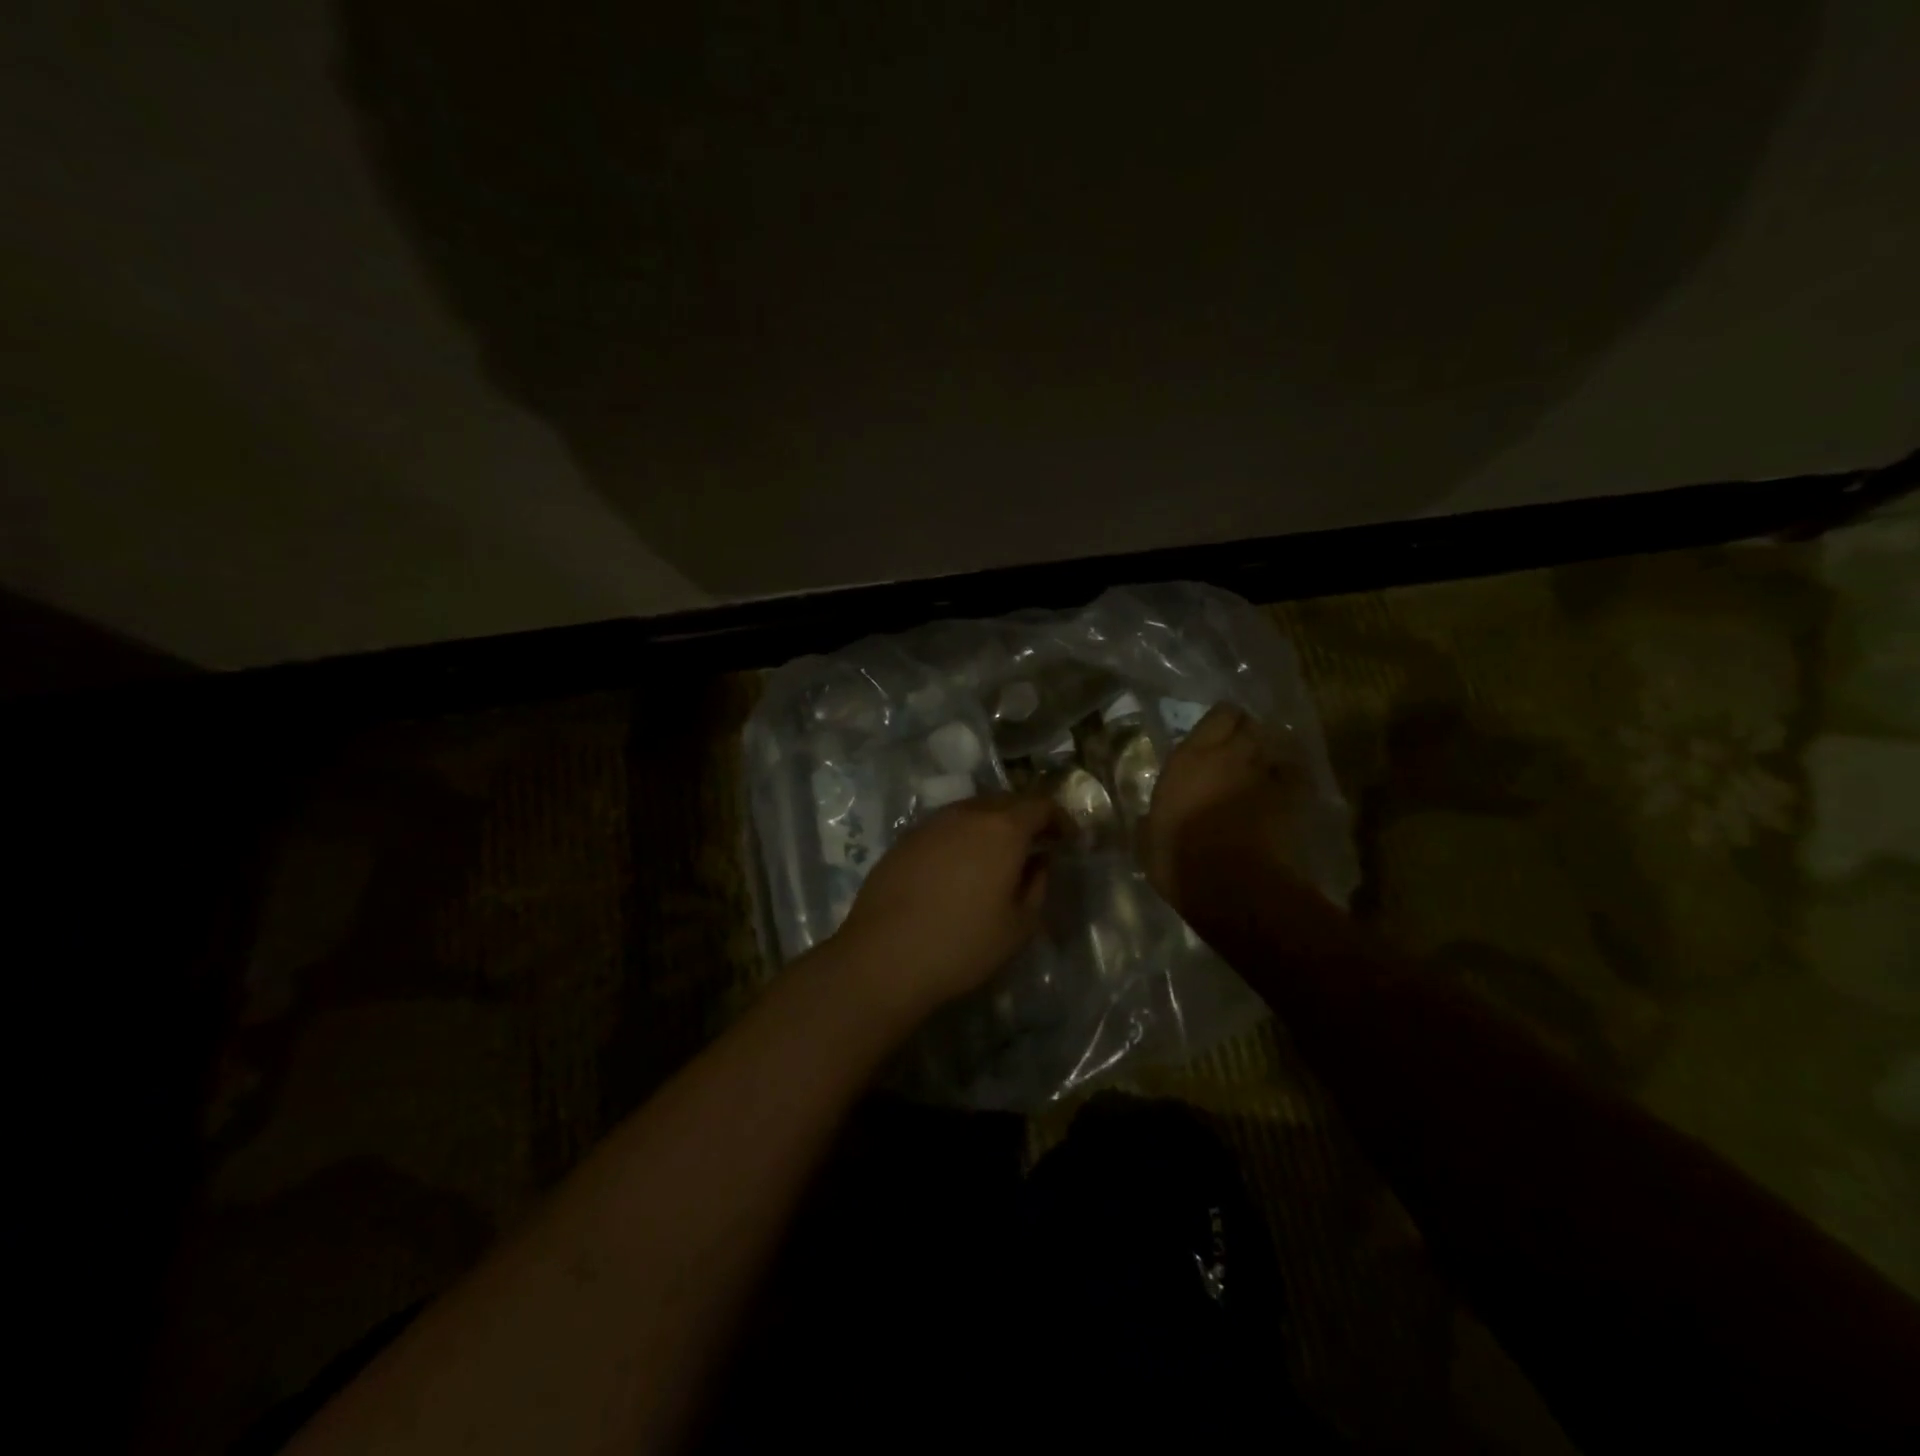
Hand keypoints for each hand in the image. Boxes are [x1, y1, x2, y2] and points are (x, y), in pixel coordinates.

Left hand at [833, 794, 1065, 1015]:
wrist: (884, 955)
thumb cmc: (963, 944)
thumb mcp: (1019, 926)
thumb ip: (1037, 886)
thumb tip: (1038, 863)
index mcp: (1003, 829)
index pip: (1040, 805)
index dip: (1059, 819)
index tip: (1067, 839)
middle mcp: (967, 814)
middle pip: (1006, 802)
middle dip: (1026, 818)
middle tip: (1036, 845)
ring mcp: (931, 823)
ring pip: (972, 811)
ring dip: (992, 825)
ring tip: (998, 856)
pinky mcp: (905, 839)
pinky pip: (945, 827)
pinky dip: (962, 836)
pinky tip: (959, 867)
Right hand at [1142, 703, 1302, 909]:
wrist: (1233, 886)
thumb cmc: (1179, 860)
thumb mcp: (1148, 839)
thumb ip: (1152, 820)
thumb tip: (1149, 821)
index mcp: (1191, 759)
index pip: (1218, 716)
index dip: (1221, 723)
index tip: (1214, 737)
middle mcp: (1231, 755)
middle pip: (1250, 725)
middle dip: (1246, 734)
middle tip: (1238, 753)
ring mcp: (1266, 774)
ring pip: (1276, 745)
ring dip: (1268, 754)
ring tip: (1262, 769)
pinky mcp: (1295, 797)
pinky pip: (1296, 774)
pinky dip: (1291, 777)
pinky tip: (1285, 789)